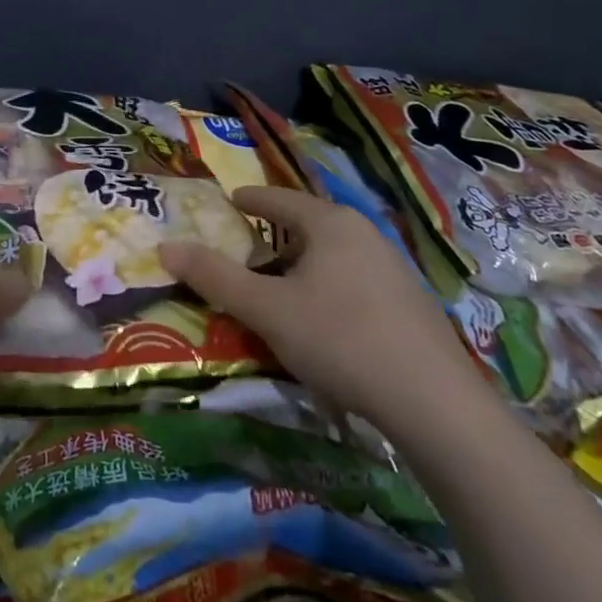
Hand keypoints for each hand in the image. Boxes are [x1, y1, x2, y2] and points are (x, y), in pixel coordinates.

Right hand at [159, 186, 490, 440]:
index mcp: (330, 223)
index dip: (250, 199)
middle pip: (308, 224)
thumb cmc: (340, 340)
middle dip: (276, 236)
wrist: (435, 404)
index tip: (230, 202)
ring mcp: (395, 267)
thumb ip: (215, 277)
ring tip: (282, 289)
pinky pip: (357, 280)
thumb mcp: (266, 310)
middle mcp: (365, 233)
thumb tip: (166, 247)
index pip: (279, 198)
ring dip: (305, 265)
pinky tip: (327, 322)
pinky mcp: (412, 303)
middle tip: (248, 253)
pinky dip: (331, 287)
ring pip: (335, 254)